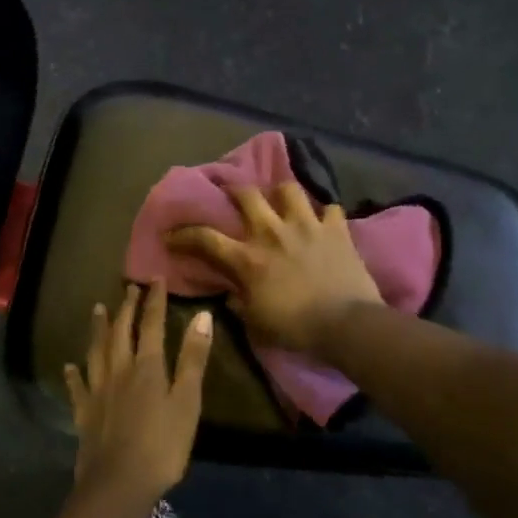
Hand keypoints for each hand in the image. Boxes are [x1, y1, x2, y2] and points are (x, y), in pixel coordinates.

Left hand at [64, 279, 213, 510]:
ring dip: (98, 329)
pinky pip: (78, 388)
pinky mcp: (85, 414)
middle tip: (129, 288)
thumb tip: (202, 315)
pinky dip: (74, 375)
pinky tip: (70, 366)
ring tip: (97, 310)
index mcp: (147, 367)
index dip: (154, 301)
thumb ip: (193, 358)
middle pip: (121, 333)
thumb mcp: (187, 401)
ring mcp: (98, 392)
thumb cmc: (162, 444)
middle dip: (127, 308)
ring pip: (96, 352)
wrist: (118, 484)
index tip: (156, 279)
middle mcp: (119, 371)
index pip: (151, 325)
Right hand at [166, 183, 382, 353]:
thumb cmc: (296, 328)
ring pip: (289, 189)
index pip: (205, 238)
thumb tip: (230, 296)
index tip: (171, 235)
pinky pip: (330, 208)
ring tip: (282, 202)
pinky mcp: (336, 229)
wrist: (346, 324)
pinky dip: (325, 214)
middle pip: (247, 195)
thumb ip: (239, 305)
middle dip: (235, 191)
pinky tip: (324, 222)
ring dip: (282, 194)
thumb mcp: (256, 324)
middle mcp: (272, 233)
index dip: (184, 234)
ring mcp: (306, 226)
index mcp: (248, 259)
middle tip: (234, 196)